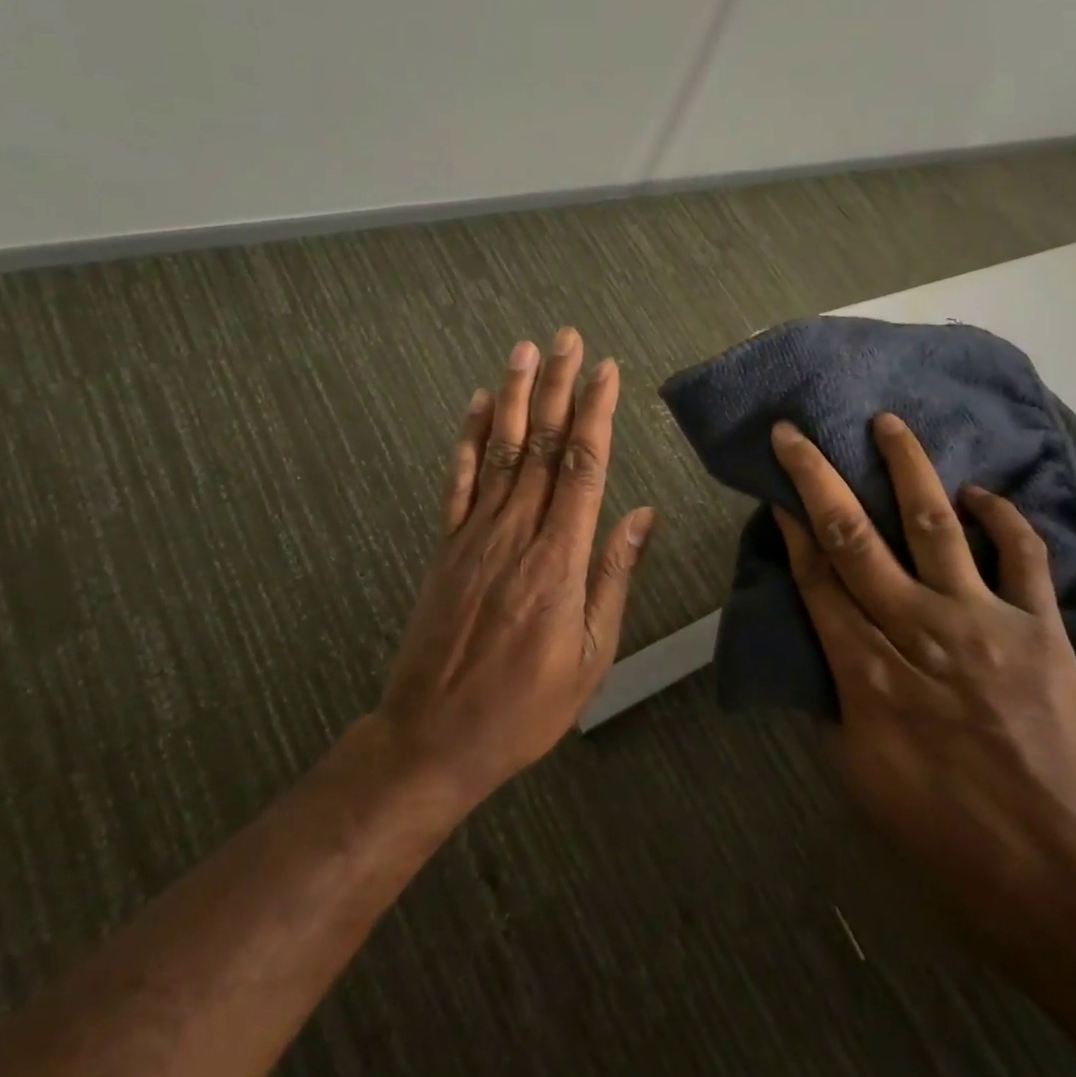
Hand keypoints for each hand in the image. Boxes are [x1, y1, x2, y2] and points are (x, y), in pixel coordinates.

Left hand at [373, 329, 656, 808]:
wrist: (433, 737)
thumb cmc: (526, 706)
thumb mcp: (592, 655)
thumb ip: (613, 576)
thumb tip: (642, 515)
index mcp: (559, 560)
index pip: (584, 468)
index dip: (597, 414)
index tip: (608, 371)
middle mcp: (517, 534)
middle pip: (544, 446)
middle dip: (559, 388)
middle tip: (568, 339)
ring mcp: (475, 537)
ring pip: (502, 452)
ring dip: (516, 397)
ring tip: (526, 351)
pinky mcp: (446, 548)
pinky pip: (459, 483)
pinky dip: (470, 441)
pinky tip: (480, 407)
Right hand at [770, 413, 1075, 953]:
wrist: (1062, 873)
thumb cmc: (947, 834)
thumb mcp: (860, 777)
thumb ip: (833, 705)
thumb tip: (819, 654)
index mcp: (868, 672)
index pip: (817, 580)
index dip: (792, 531)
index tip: (776, 491)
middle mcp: (918, 630)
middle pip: (855, 538)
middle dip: (819, 479)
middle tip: (796, 434)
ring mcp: (984, 622)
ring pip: (935, 525)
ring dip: (908, 469)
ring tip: (888, 424)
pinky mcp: (1041, 629)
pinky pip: (1022, 556)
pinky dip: (1003, 518)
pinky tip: (980, 493)